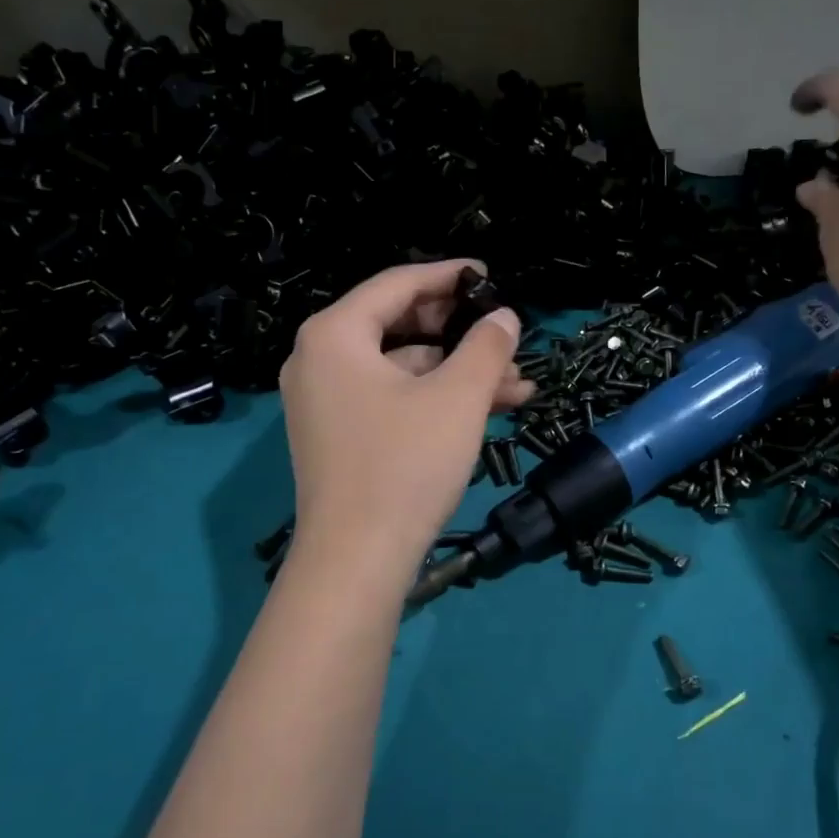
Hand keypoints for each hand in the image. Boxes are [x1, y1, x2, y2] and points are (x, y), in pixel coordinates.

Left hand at [279, 260, 531, 590]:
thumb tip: (504, 316)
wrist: (356, 562)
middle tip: (507, 336)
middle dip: (462, 334)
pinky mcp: (341, 435)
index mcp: (335, 335)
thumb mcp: (458, 397)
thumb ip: (486, 346)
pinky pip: (394, 399)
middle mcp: (320, 359)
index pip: (398, 284)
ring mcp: (327, 401)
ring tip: (518, 386)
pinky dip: (437, 400)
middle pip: (400, 325)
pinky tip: (488, 410)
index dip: (449, 275)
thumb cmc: (405, 465)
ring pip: (404, 368)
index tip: (490, 275)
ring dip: (460, 373)